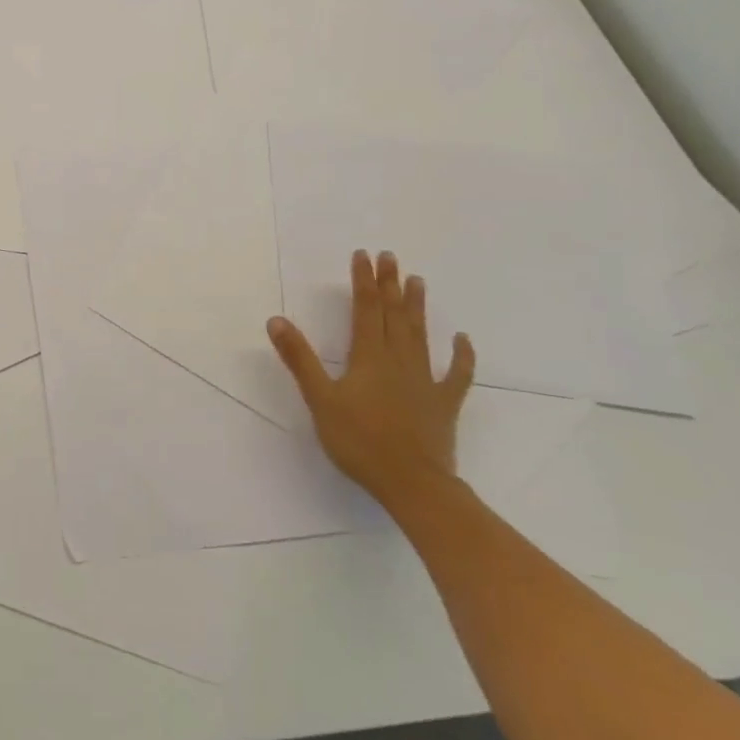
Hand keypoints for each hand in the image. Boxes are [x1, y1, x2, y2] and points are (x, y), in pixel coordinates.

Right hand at [266, 249, 474, 505]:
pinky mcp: (444, 403)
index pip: (365, 309)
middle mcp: (399, 360)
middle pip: (393, 314)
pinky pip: (457, 374)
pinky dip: (462, 356)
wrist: (413, 484)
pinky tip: (463, 340)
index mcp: (368, 357)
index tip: (363, 255)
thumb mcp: (320, 400)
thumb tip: (276, 320)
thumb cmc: (360, 441)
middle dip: (389, 284)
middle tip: (390, 257)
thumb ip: (300, 359)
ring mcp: (425, 380)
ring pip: (420, 335)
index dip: (363, 281)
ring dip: (417, 307)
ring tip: (418, 281)